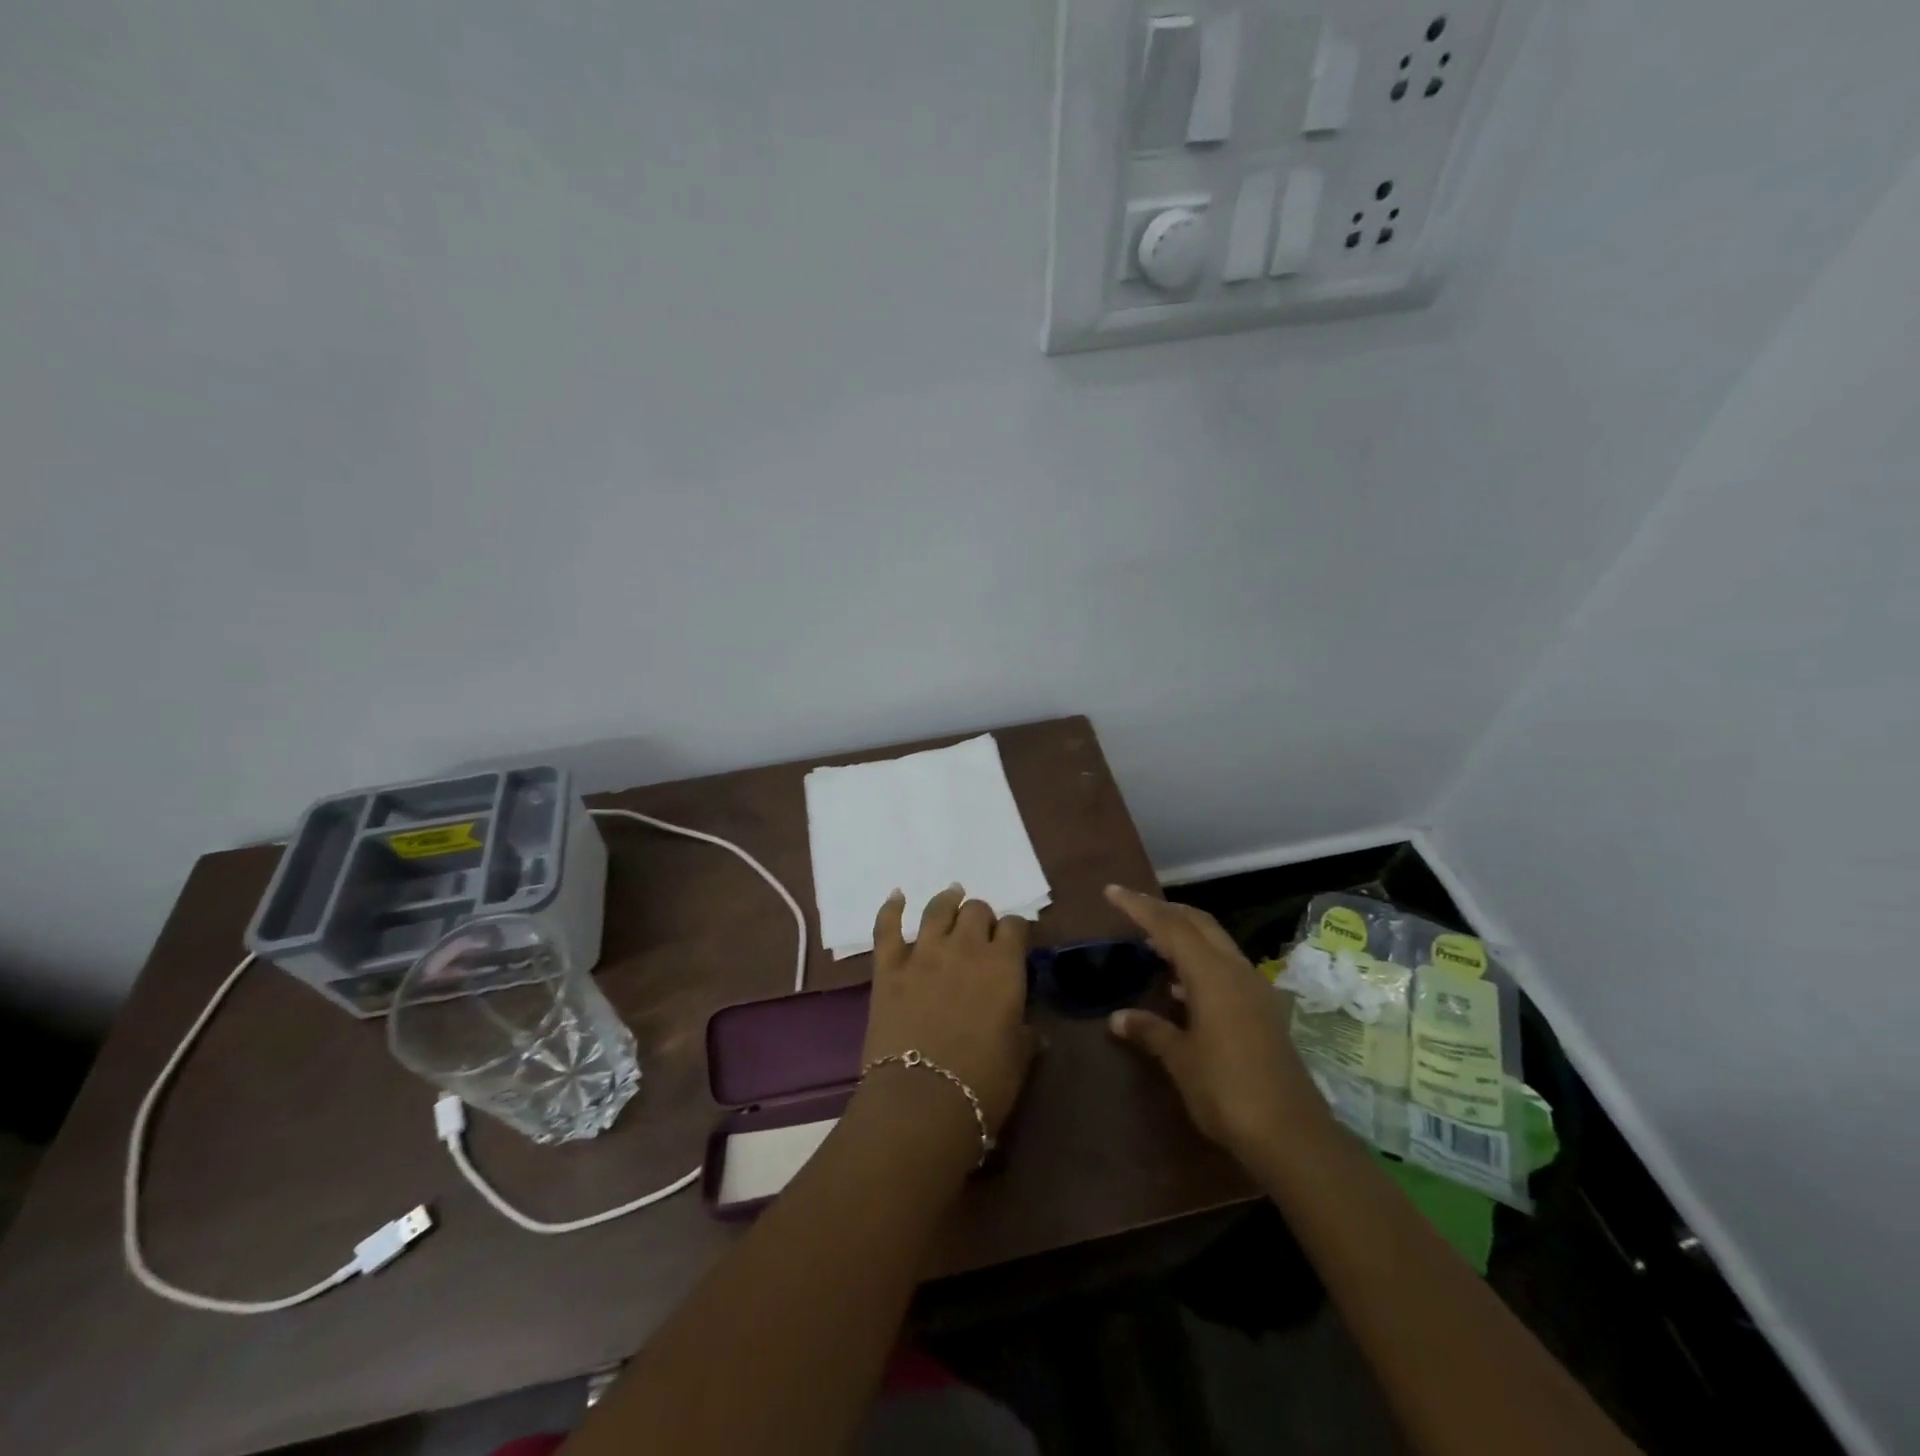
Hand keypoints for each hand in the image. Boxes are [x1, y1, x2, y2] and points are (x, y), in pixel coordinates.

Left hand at [860, 885, 1033, 1136]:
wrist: (922, 1101)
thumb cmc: (982, 1085)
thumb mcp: (1018, 1060)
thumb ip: (1025, 1036)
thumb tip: (1031, 1032)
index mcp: (1004, 966)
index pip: (1015, 927)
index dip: (1015, 931)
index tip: (1013, 941)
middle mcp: (966, 948)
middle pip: (976, 911)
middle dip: (982, 917)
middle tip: (980, 932)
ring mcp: (924, 953)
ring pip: (938, 909)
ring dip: (947, 901)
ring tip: (951, 896)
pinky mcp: (888, 967)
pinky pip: (887, 927)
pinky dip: (891, 908)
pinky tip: (897, 896)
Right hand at [1104, 884, 1325, 1164]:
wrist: (1292, 1135)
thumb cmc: (1227, 1092)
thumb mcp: (1180, 1060)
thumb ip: (1150, 1030)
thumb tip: (1118, 1017)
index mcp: (1212, 975)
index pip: (1169, 926)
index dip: (1139, 906)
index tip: (1111, 892)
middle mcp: (1236, 971)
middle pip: (1198, 923)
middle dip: (1164, 911)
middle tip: (1132, 909)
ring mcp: (1254, 989)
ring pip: (1215, 942)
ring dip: (1184, 935)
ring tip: (1152, 942)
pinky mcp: (1263, 1010)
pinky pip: (1225, 967)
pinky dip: (1199, 961)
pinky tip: (1181, 987)